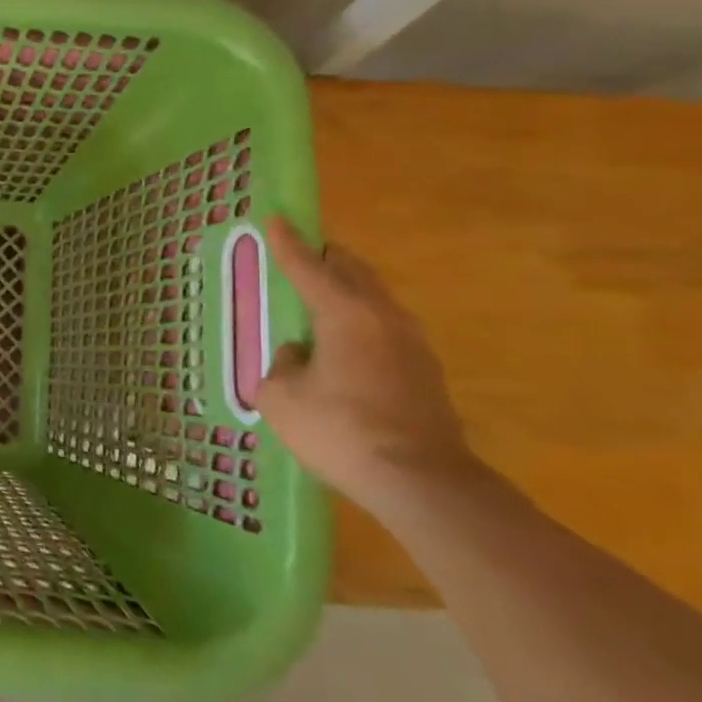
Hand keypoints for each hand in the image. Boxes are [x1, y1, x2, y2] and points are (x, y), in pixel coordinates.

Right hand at [254, 217, 477, 512]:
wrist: (422, 483)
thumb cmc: (341, 431)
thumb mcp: (281, 398)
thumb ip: (281, 365)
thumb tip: (298, 356)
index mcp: (344, 313)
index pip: (308, 267)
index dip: (287, 243)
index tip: (275, 218)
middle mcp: (383, 316)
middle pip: (353, 270)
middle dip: (326, 258)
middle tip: (301, 257)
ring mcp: (412, 343)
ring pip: (375, 297)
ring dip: (348, 290)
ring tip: (322, 301)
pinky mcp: (426, 371)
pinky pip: (386, 327)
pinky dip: (362, 320)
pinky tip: (346, 345)